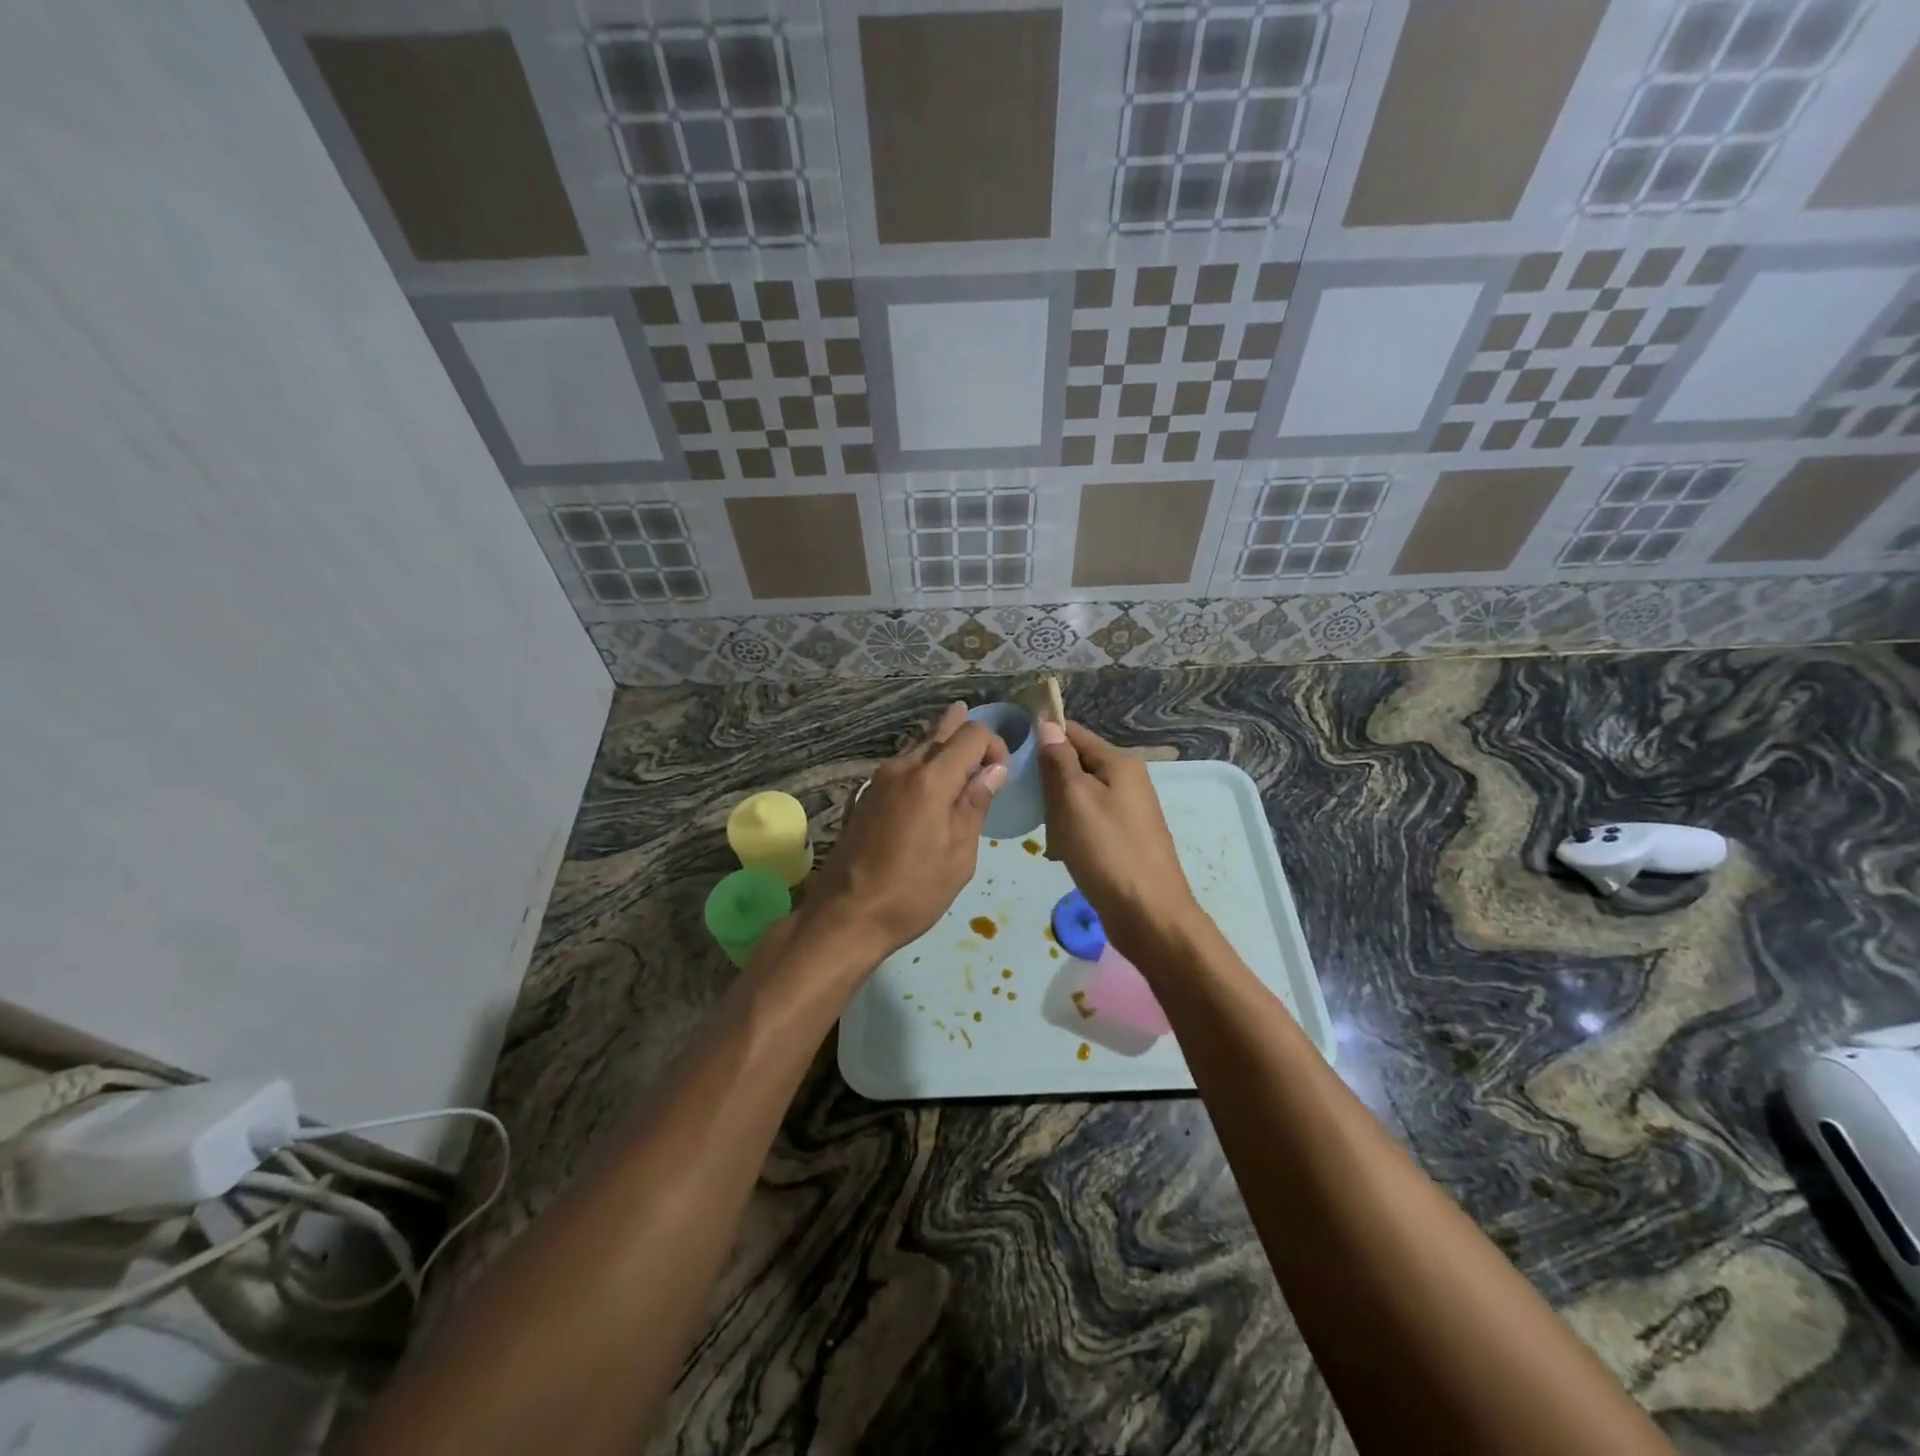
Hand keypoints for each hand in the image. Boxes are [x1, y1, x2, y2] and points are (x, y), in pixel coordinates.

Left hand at [806, 703, 1007, 960]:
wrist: (846, 915)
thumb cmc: (913, 891)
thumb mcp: (959, 855)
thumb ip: (976, 805)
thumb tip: (994, 769)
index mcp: (931, 779)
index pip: (971, 734)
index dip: (994, 745)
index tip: (1002, 772)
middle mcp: (903, 767)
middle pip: (941, 733)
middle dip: (967, 739)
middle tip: (986, 755)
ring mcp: (879, 779)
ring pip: (919, 748)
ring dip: (944, 752)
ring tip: (964, 767)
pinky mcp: (866, 795)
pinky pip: (903, 768)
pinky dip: (924, 769)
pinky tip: (932, 788)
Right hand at [1036, 719, 1200, 957]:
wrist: (1148, 914)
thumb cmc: (1106, 851)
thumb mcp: (1074, 799)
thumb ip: (1059, 760)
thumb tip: (1048, 723)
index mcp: (1119, 762)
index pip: (1073, 733)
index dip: (1042, 738)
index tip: (1011, 753)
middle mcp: (1128, 780)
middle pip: (1076, 764)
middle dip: (1049, 780)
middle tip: (1026, 799)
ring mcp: (1128, 811)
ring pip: (1080, 795)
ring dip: (1058, 809)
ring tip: (1044, 831)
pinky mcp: (1124, 838)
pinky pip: (1089, 821)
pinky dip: (1072, 831)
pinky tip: (1061, 850)